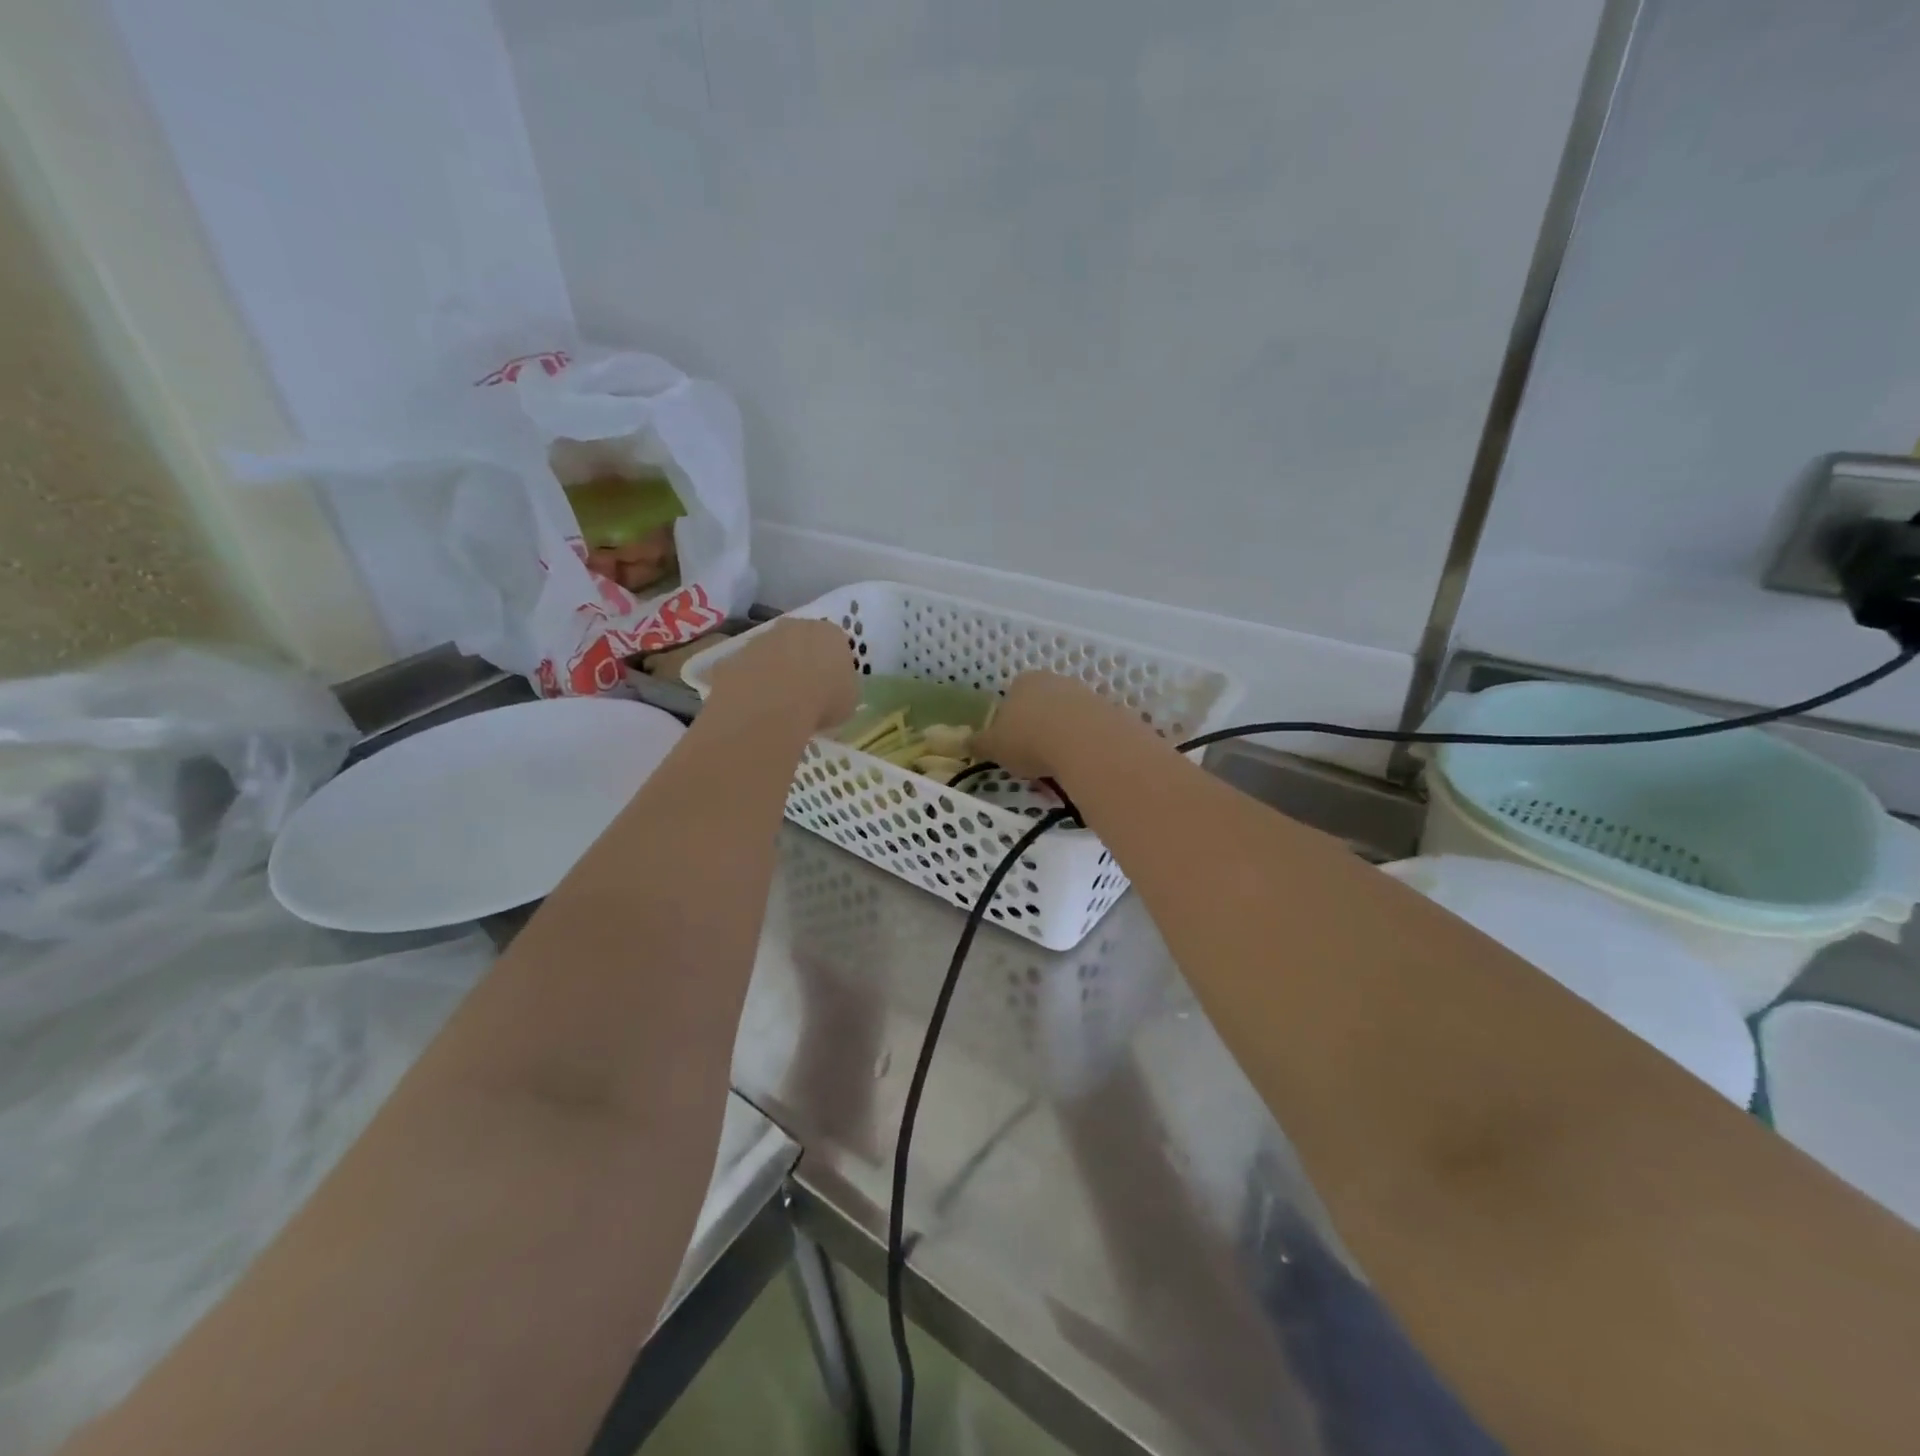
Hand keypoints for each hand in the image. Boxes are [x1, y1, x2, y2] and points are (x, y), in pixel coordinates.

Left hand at [708, 618, 859, 733]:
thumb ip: (843, 689)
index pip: (836, 644)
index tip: (830, 688)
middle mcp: (796, 626)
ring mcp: (761, 639)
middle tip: (804, 693)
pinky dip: (751, 684)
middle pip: (801, 642)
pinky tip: (755, 706)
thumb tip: (835, 693)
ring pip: (771, 653)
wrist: (773, 703)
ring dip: (774, 671)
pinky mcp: (734, 656)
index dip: (833, 666)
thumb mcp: (849, 701)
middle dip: (802, 662)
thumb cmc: (824, 700)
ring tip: (777, 704)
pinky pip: (747, 670)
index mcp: (831, 634)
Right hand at [975, 671, 1129, 781]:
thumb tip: (965, 743)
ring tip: (1056, 771)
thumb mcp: (994, 746)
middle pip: (1040, 708)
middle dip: (1036, 732)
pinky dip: (1082, 748)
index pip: (1010, 699)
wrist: (1084, 741)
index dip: (1008, 725)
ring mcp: (1083, 694)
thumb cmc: (1028, 739)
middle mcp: (1053, 681)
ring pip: (1065, 720)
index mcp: (1022, 682)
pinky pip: (1088, 733)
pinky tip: (1078, 767)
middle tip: (1032, 762)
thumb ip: (979, 743)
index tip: (1010, 749)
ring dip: (1060, 741)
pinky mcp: (1108, 712)